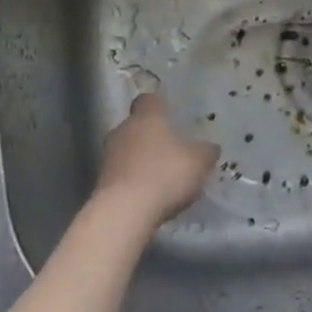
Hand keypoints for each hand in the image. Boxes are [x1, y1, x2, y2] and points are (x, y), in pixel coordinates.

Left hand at [94, 93, 218, 226]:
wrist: (124, 212)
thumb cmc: (165, 174)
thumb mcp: (199, 162)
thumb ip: (206, 152)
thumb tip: (210, 148)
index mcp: (147, 117)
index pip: (149, 99)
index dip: (159, 105)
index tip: (170, 114)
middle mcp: (123, 130)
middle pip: (136, 126)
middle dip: (151, 136)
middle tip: (171, 149)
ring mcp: (108, 157)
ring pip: (127, 150)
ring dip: (141, 160)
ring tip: (162, 176)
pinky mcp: (101, 183)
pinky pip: (122, 174)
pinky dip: (134, 181)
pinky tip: (150, 195)